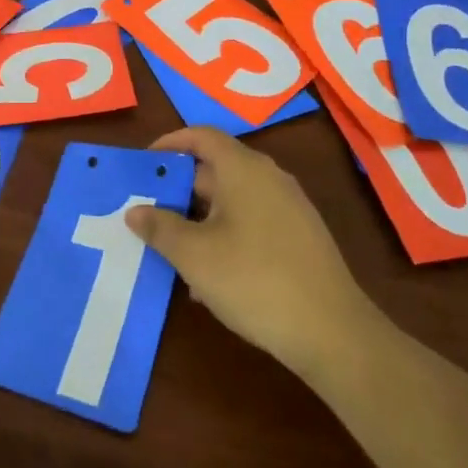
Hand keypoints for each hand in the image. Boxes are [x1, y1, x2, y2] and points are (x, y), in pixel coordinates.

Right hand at [127, 127, 378, 384]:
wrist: (331, 331)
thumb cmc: (254, 280)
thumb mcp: (194, 256)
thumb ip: (160, 228)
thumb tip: (135, 211)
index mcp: (243, 169)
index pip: (202, 136)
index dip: (170, 143)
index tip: (144, 164)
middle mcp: (269, 178)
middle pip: (216, 168)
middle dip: (179, 188)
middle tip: (147, 211)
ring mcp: (289, 207)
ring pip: (232, 199)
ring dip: (199, 217)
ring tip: (172, 248)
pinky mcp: (299, 237)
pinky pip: (252, 221)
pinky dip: (225, 234)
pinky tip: (209, 276)